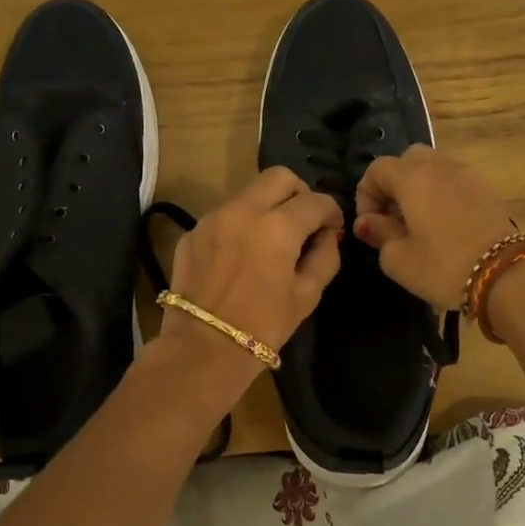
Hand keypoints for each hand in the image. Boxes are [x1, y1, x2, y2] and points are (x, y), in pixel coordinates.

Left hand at [161, 167, 344, 369]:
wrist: (203, 348)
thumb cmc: (263, 326)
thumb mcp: (307, 295)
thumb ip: (325, 257)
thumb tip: (326, 236)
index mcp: (278, 226)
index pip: (316, 201)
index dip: (331, 212)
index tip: (332, 229)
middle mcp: (244, 210)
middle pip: (280, 177)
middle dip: (299, 194)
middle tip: (303, 222)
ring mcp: (213, 218)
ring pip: (249, 193)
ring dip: (267, 207)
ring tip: (271, 240)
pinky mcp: (192, 232)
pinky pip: (224, 215)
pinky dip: (241, 224)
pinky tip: (241, 255)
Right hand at [354, 144, 514, 309]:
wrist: (505, 276)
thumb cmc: (442, 267)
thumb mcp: (398, 259)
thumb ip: (378, 234)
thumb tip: (368, 222)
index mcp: (412, 178)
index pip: (377, 169)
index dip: (365, 195)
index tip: (370, 225)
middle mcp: (439, 166)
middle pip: (406, 160)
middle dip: (393, 185)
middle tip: (392, 219)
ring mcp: (467, 174)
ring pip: (433, 167)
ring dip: (418, 187)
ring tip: (418, 222)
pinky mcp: (486, 188)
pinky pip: (453, 179)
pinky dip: (441, 192)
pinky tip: (443, 224)